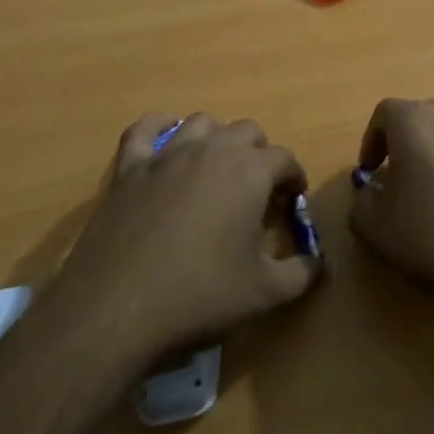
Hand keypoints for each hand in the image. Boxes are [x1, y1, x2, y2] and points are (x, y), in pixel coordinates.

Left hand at [46, 113, 321, 370]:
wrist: (116, 310)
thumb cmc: (198, 297)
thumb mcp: (264, 294)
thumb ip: (301, 273)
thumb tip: (318, 264)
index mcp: (249, 171)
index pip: (284, 158)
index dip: (293, 178)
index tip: (291, 202)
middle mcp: (212, 150)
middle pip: (247, 132)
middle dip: (259, 155)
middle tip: (257, 191)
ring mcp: (166, 154)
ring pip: (202, 123)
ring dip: (216, 140)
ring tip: (216, 170)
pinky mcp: (129, 168)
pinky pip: (145, 129)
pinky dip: (158, 128)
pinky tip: (165, 142)